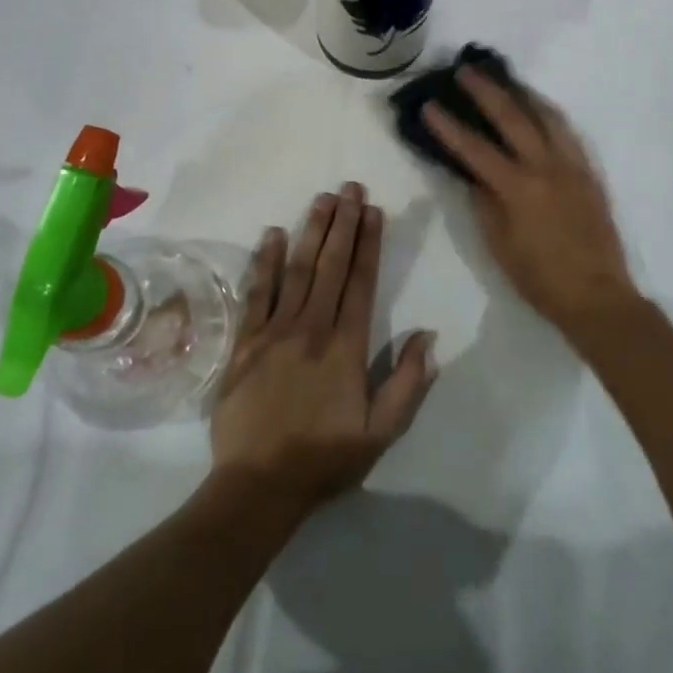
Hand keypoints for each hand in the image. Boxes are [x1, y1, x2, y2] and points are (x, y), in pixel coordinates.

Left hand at [210, 183, 437, 517]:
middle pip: (330, 265)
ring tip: (322, 198)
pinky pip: (257, 292)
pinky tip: (271, 234)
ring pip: (296, 269)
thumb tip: (427, 336)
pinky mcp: (244, 341)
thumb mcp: (379, 434)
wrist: (257, 486)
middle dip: (342, 223)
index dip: (368, 243)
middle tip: (349, 186)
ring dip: (310, 231)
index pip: (360, 282)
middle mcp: (311, 327)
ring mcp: (274, 331)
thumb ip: (406, 384)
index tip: (373, 210)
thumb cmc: (323, 459)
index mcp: (345, 346)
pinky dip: (264, 261)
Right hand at [423, 68, 641, 338]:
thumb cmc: (540, 278)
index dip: (448, 126)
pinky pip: (567, 132)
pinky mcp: (589, 172)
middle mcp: (546, 167)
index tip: (429, 105)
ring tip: (505, 79)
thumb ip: (484, 203)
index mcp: (518, 188)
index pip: (475, 149)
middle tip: (466, 70)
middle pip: (513, 117)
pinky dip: (549, 114)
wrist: (597, 296)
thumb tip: (473, 174)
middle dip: (486, 91)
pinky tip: (539, 110)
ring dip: (523, 94)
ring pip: (547, 116)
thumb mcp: (499, 245)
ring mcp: (572, 166)